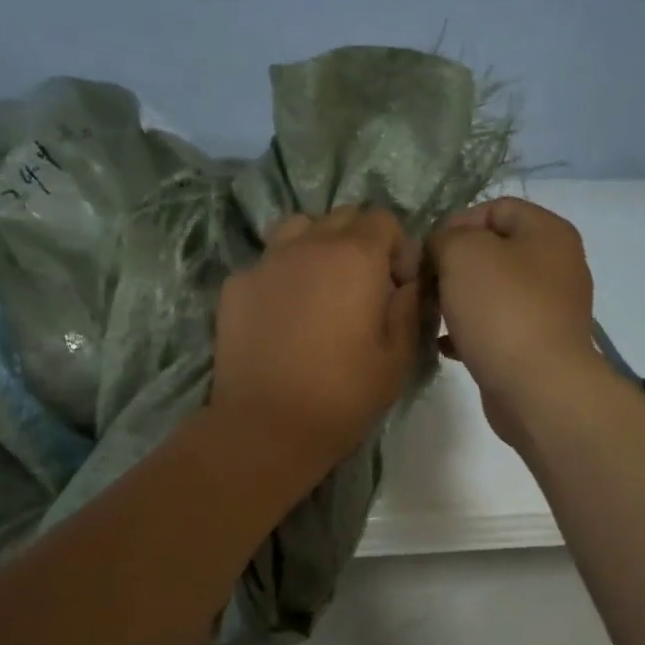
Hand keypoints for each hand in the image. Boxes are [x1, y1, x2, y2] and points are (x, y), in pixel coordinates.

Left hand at [210, 207, 421, 477]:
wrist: (266, 427)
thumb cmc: (343, 396)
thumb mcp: (398, 358)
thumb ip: (409, 308)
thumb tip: (408, 283)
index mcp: (355, 256)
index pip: (384, 219)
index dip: (399, 249)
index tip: (398, 288)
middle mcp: (308, 245)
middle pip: (341, 217)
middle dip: (361, 244)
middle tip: (363, 290)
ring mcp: (266, 262)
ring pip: (298, 229)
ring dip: (318, 247)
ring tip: (321, 289)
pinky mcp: (235, 285)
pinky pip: (267, 262)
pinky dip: (282, 275)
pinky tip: (283, 316)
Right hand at [429, 197, 600, 441]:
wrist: (538, 388)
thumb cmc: (502, 311)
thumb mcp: (463, 255)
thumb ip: (445, 238)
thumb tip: (440, 249)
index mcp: (548, 233)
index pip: (496, 207)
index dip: (456, 222)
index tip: (427, 251)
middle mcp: (555, 266)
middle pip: (493, 252)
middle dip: (452, 266)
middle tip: (423, 285)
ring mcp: (548, 309)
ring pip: (491, 293)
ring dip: (456, 301)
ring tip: (428, 316)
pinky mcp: (536, 346)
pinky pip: (495, 328)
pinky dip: (468, 332)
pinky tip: (444, 345)